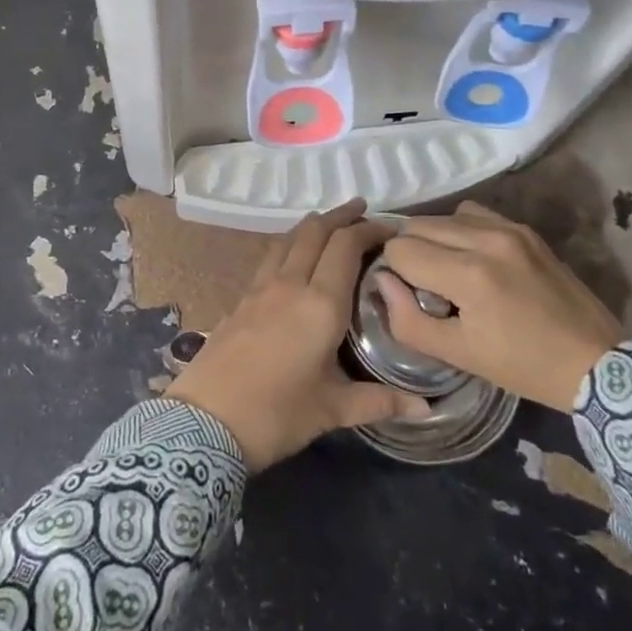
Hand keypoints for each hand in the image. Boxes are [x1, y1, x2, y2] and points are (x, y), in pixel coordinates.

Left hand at [167, 200, 430, 470]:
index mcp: (320, 304)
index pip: (346, 246)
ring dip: (313, 225)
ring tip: (330, 223)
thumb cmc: (276, 414)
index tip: (392, 227)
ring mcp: (260, 288)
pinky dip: (289, 244)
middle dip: (341, 215)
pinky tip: (293, 256)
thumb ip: (380, 401)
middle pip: (315, 232)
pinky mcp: (241, 298)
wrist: (205, 420)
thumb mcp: (333, 410)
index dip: (369, 229)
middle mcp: (290, 284)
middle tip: (363, 209)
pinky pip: (271, 257)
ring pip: (289, 238)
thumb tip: (426, 408)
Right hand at [376, 201, 622, 410]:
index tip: (408, 295)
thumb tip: (381, 282)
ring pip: (443, 216)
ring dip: (434, 239)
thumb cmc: (524, 367)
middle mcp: (486, 239)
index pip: (400, 249)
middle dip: (410, 253)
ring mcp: (509, 229)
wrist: (598, 364)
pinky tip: (471, 257)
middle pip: (417, 225)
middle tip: (424, 285)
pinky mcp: (525, 229)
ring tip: (447, 270)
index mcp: (469, 275)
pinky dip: (461, 230)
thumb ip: (408, 320)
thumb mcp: (459, 355)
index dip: (393, 272)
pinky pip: (474, 213)